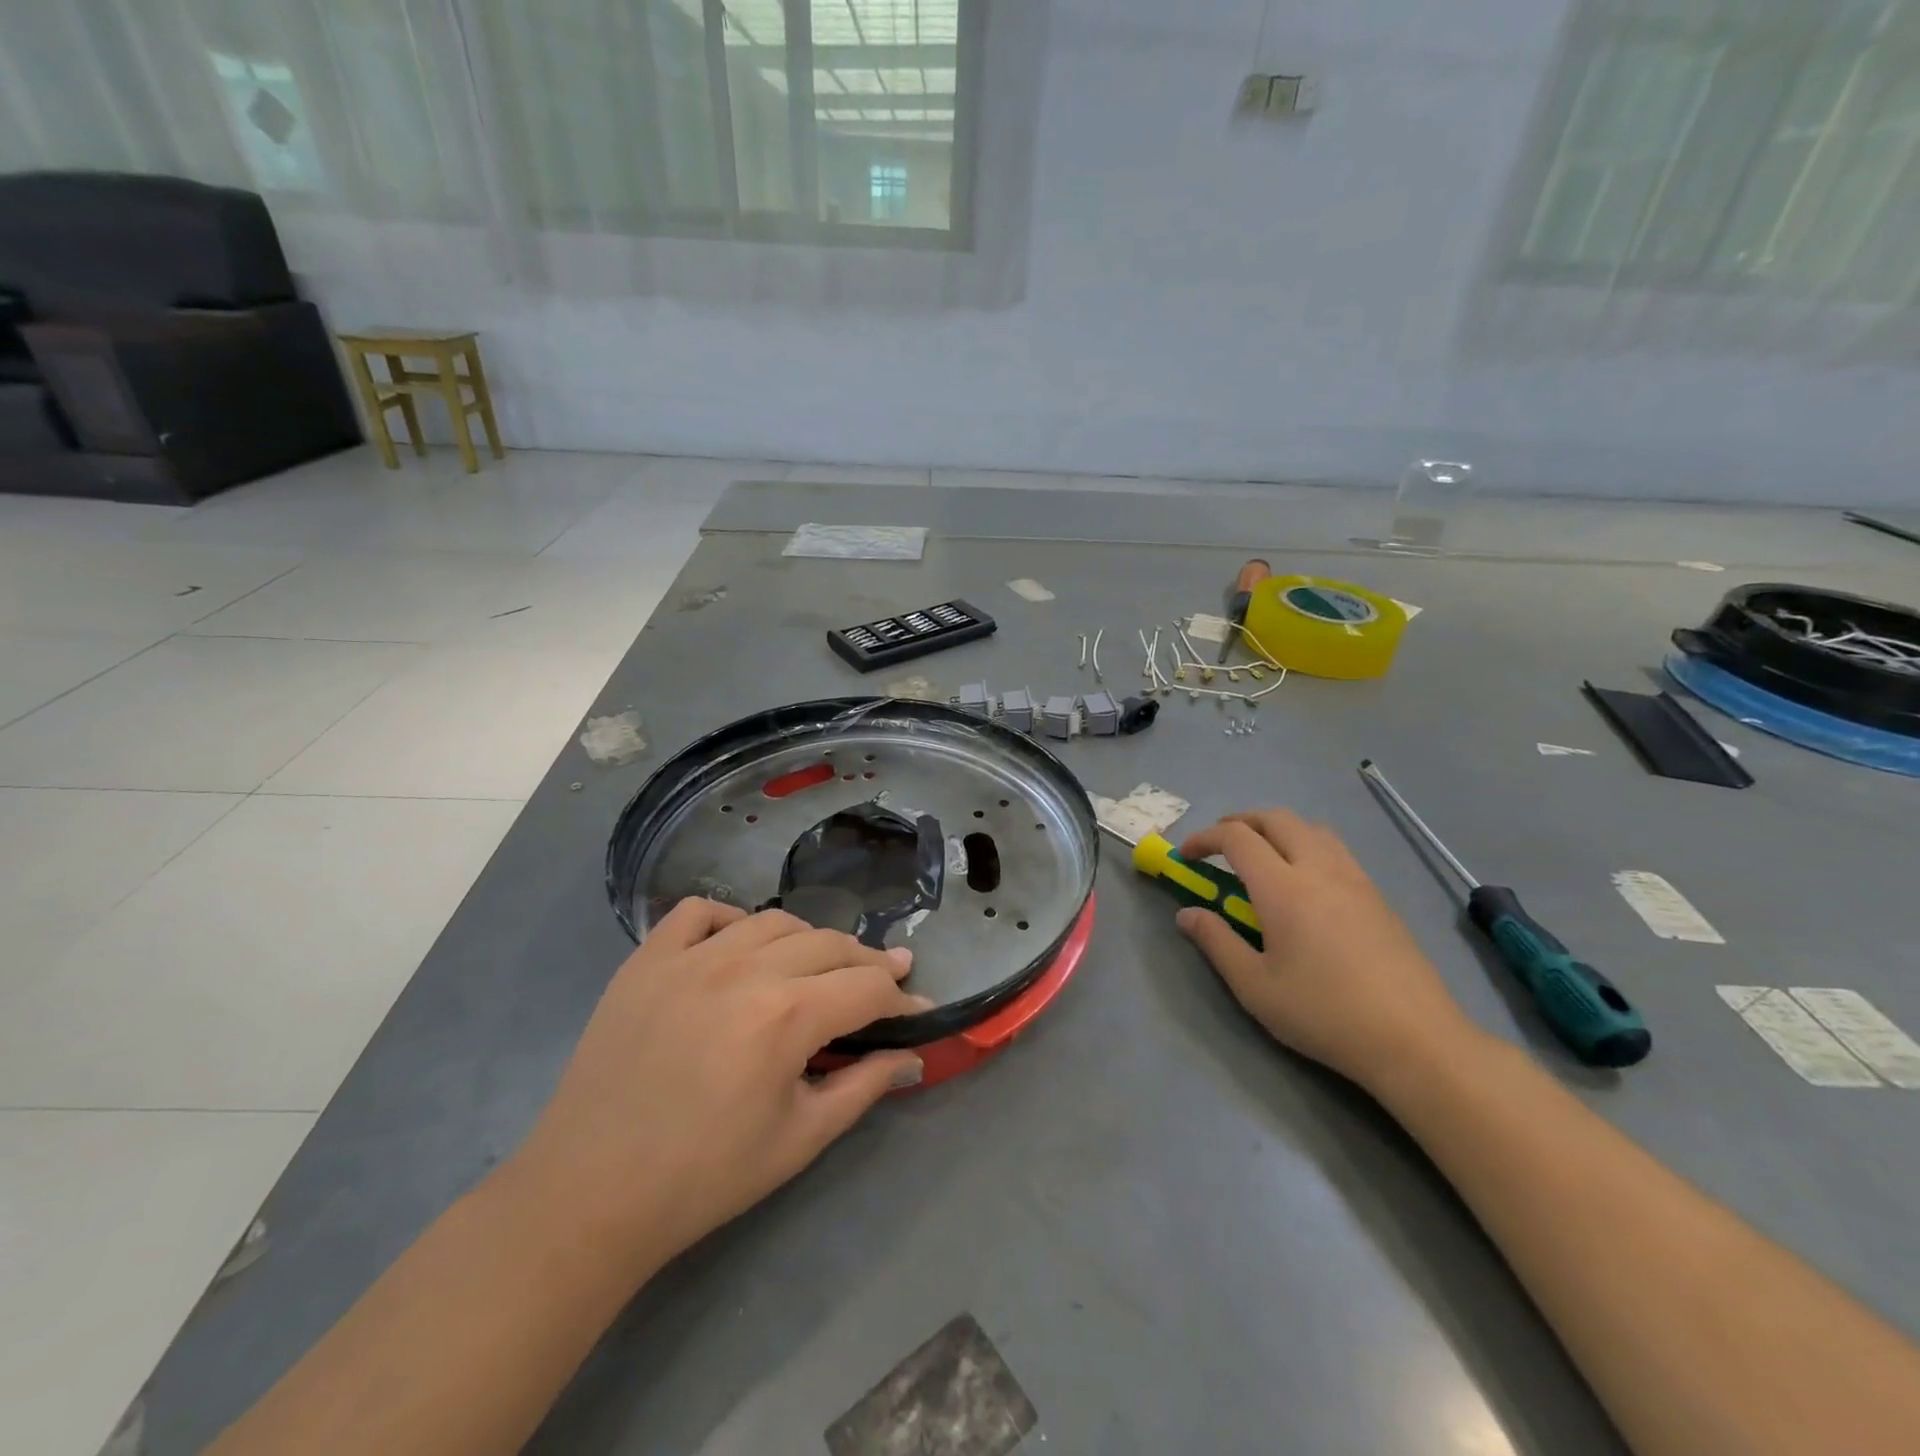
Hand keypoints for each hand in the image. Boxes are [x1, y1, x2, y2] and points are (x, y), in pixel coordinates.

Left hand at [507, 900, 931, 1279]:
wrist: (590, 1194)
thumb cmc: (704, 1177)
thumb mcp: (799, 1140)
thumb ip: (863, 1087)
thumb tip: (912, 1056)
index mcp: (787, 1016)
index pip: (867, 987)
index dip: (901, 998)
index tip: (918, 1010)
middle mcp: (745, 969)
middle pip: (829, 944)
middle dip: (866, 962)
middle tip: (882, 983)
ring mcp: (690, 958)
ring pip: (772, 921)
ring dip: (807, 940)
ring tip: (815, 966)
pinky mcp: (646, 960)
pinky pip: (697, 912)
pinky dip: (728, 919)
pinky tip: (737, 945)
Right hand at [1175, 810, 1478, 1090]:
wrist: (1415, 1039)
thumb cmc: (1324, 1013)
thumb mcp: (1254, 986)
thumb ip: (1216, 942)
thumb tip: (1187, 914)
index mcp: (1283, 888)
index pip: (1237, 838)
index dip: (1205, 838)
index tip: (1186, 856)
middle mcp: (1319, 870)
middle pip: (1276, 819)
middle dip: (1240, 822)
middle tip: (1219, 845)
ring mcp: (1354, 879)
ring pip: (1311, 828)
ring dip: (1277, 829)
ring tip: (1261, 857)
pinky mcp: (1377, 896)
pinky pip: (1335, 849)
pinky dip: (1307, 845)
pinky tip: (1304, 883)